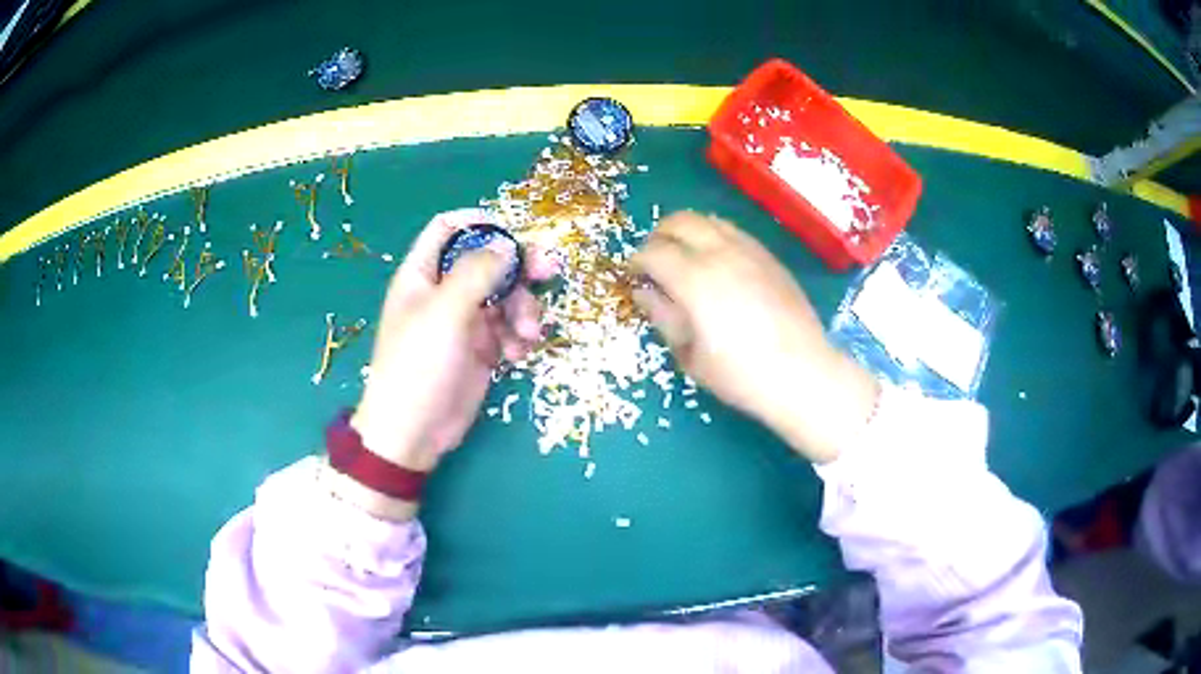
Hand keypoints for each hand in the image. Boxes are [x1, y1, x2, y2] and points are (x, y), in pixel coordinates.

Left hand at [339, 209, 553, 514]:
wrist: (413, 432)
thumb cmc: (418, 365)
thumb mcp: (445, 313)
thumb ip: (477, 272)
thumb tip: (507, 244)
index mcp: (423, 274)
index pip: (448, 229)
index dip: (478, 222)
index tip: (511, 231)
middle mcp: (444, 291)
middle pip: (488, 261)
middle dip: (518, 267)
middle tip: (548, 270)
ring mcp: (464, 321)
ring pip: (505, 296)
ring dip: (523, 309)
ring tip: (526, 334)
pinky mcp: (482, 349)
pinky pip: (508, 329)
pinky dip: (519, 338)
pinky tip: (517, 356)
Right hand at [631, 211, 877, 462]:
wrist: (803, 374)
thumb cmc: (740, 375)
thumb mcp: (690, 355)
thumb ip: (663, 317)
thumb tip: (643, 292)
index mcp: (695, 279)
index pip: (654, 252)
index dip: (636, 261)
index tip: (632, 275)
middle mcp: (721, 253)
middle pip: (680, 221)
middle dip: (659, 236)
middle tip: (654, 261)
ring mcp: (750, 250)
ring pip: (708, 220)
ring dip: (688, 232)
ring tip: (684, 258)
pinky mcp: (770, 257)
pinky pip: (734, 232)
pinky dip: (715, 237)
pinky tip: (717, 264)